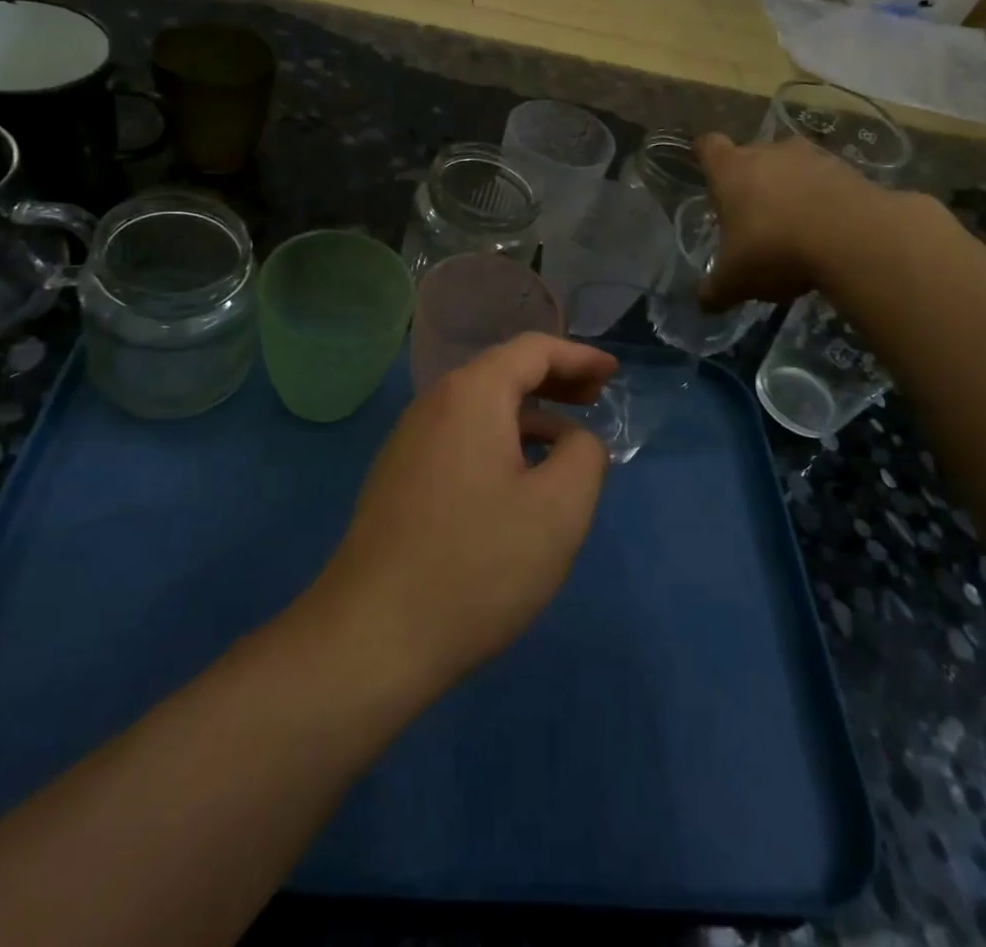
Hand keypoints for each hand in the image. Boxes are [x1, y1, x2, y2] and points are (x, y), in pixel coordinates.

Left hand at [313, 334, 618, 691]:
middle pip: (502, 372)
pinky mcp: (399, 476)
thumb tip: (576, 440)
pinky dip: (499, 439)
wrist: (372, 635)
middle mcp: (433, 404)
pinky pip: (460, 437)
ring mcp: (409, 440)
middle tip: (595, 400)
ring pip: (480, 408)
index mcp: (471, 395)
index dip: (578, 357)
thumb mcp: (558, 510)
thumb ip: (585, 456)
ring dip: (527, 414)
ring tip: (565, 444)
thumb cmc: (476, 564)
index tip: (612, 374)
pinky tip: (517, 479)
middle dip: (554, 380)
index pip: (532, 350)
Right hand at [694, 132, 894, 310]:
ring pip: (792, 166)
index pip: (709, 146)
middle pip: (753, 155)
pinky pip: (828, 182)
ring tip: (794, 226)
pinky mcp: (851, 170)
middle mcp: (769, 152)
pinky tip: (827, 232)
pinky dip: (824, 200)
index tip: (709, 174)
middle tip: (752, 214)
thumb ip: (715, 289)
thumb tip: (704, 303)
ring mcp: (813, 157)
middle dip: (751, 179)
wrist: (855, 239)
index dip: (706, 157)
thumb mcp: (734, 280)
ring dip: (791, 188)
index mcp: (731, 170)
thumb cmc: (774, 249)